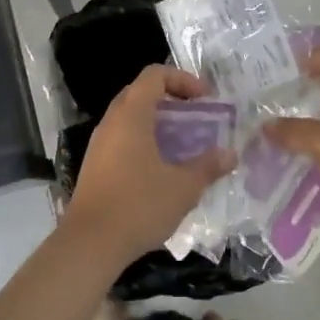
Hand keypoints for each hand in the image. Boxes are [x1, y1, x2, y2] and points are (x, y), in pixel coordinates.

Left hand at [66, 65, 235, 267]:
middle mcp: (111, 121)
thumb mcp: (182, 187)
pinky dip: (143, 140)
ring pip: (129, 117)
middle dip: (170, 99)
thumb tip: (230, 154)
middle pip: (140, 92)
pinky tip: (160, 167)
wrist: (89, 243)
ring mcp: (99, 143)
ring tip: (182, 143)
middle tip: (195, 116)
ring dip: (156, 122)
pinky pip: (121, 138)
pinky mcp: (94, 165)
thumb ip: (207, 166)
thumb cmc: (138, 206)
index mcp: (131, 115)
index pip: (154, 75)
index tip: (205, 98)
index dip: (182, 79)